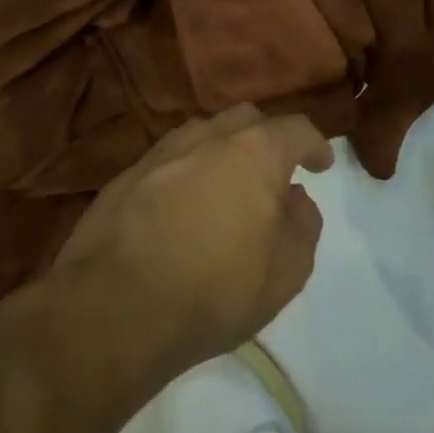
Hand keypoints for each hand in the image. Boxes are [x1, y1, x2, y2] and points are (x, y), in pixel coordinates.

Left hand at [50, 105, 334, 374]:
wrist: (112, 313)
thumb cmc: (215, 290)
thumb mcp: (287, 271)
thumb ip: (303, 226)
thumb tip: (294, 200)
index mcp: (254, 152)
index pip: (295, 129)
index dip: (314, 144)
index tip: (321, 165)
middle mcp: (207, 139)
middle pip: (246, 119)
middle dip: (267, 138)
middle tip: (274, 171)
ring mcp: (160, 154)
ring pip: (202, 134)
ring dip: (222, 152)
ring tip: (226, 186)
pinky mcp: (123, 178)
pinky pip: (167, 162)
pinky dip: (186, 173)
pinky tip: (183, 208)